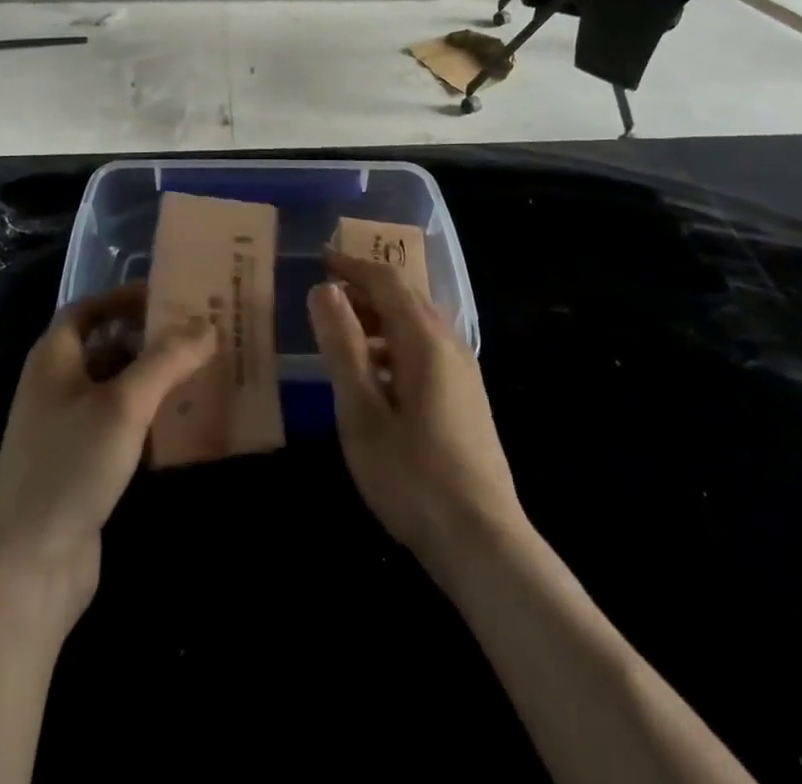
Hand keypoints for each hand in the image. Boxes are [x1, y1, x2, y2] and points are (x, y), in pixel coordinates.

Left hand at [0, 285, 215, 620]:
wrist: (28, 566)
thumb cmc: (71, 465)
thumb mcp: (124, 404)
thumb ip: (166, 360)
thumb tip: (207, 324)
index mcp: (54, 358)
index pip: (88, 309)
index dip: (124, 298)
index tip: (168, 297)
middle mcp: (56, 386)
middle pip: (106, 347)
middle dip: (150, 340)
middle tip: (198, 336)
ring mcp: (67, 429)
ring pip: (117, 389)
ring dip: (154, 381)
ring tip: (202, 374)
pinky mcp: (82, 467)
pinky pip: (121, 428)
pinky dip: (149, 420)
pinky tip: (184, 426)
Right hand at [308, 247, 526, 571]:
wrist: (483, 542)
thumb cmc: (412, 477)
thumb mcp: (362, 412)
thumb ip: (342, 347)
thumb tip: (324, 290)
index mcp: (424, 341)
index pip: (387, 281)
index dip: (351, 266)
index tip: (319, 260)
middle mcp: (450, 345)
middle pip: (405, 297)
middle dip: (364, 289)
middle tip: (324, 297)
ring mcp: (464, 372)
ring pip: (417, 324)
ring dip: (378, 318)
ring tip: (341, 336)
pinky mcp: (467, 397)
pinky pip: (426, 349)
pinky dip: (394, 344)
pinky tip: (374, 377)